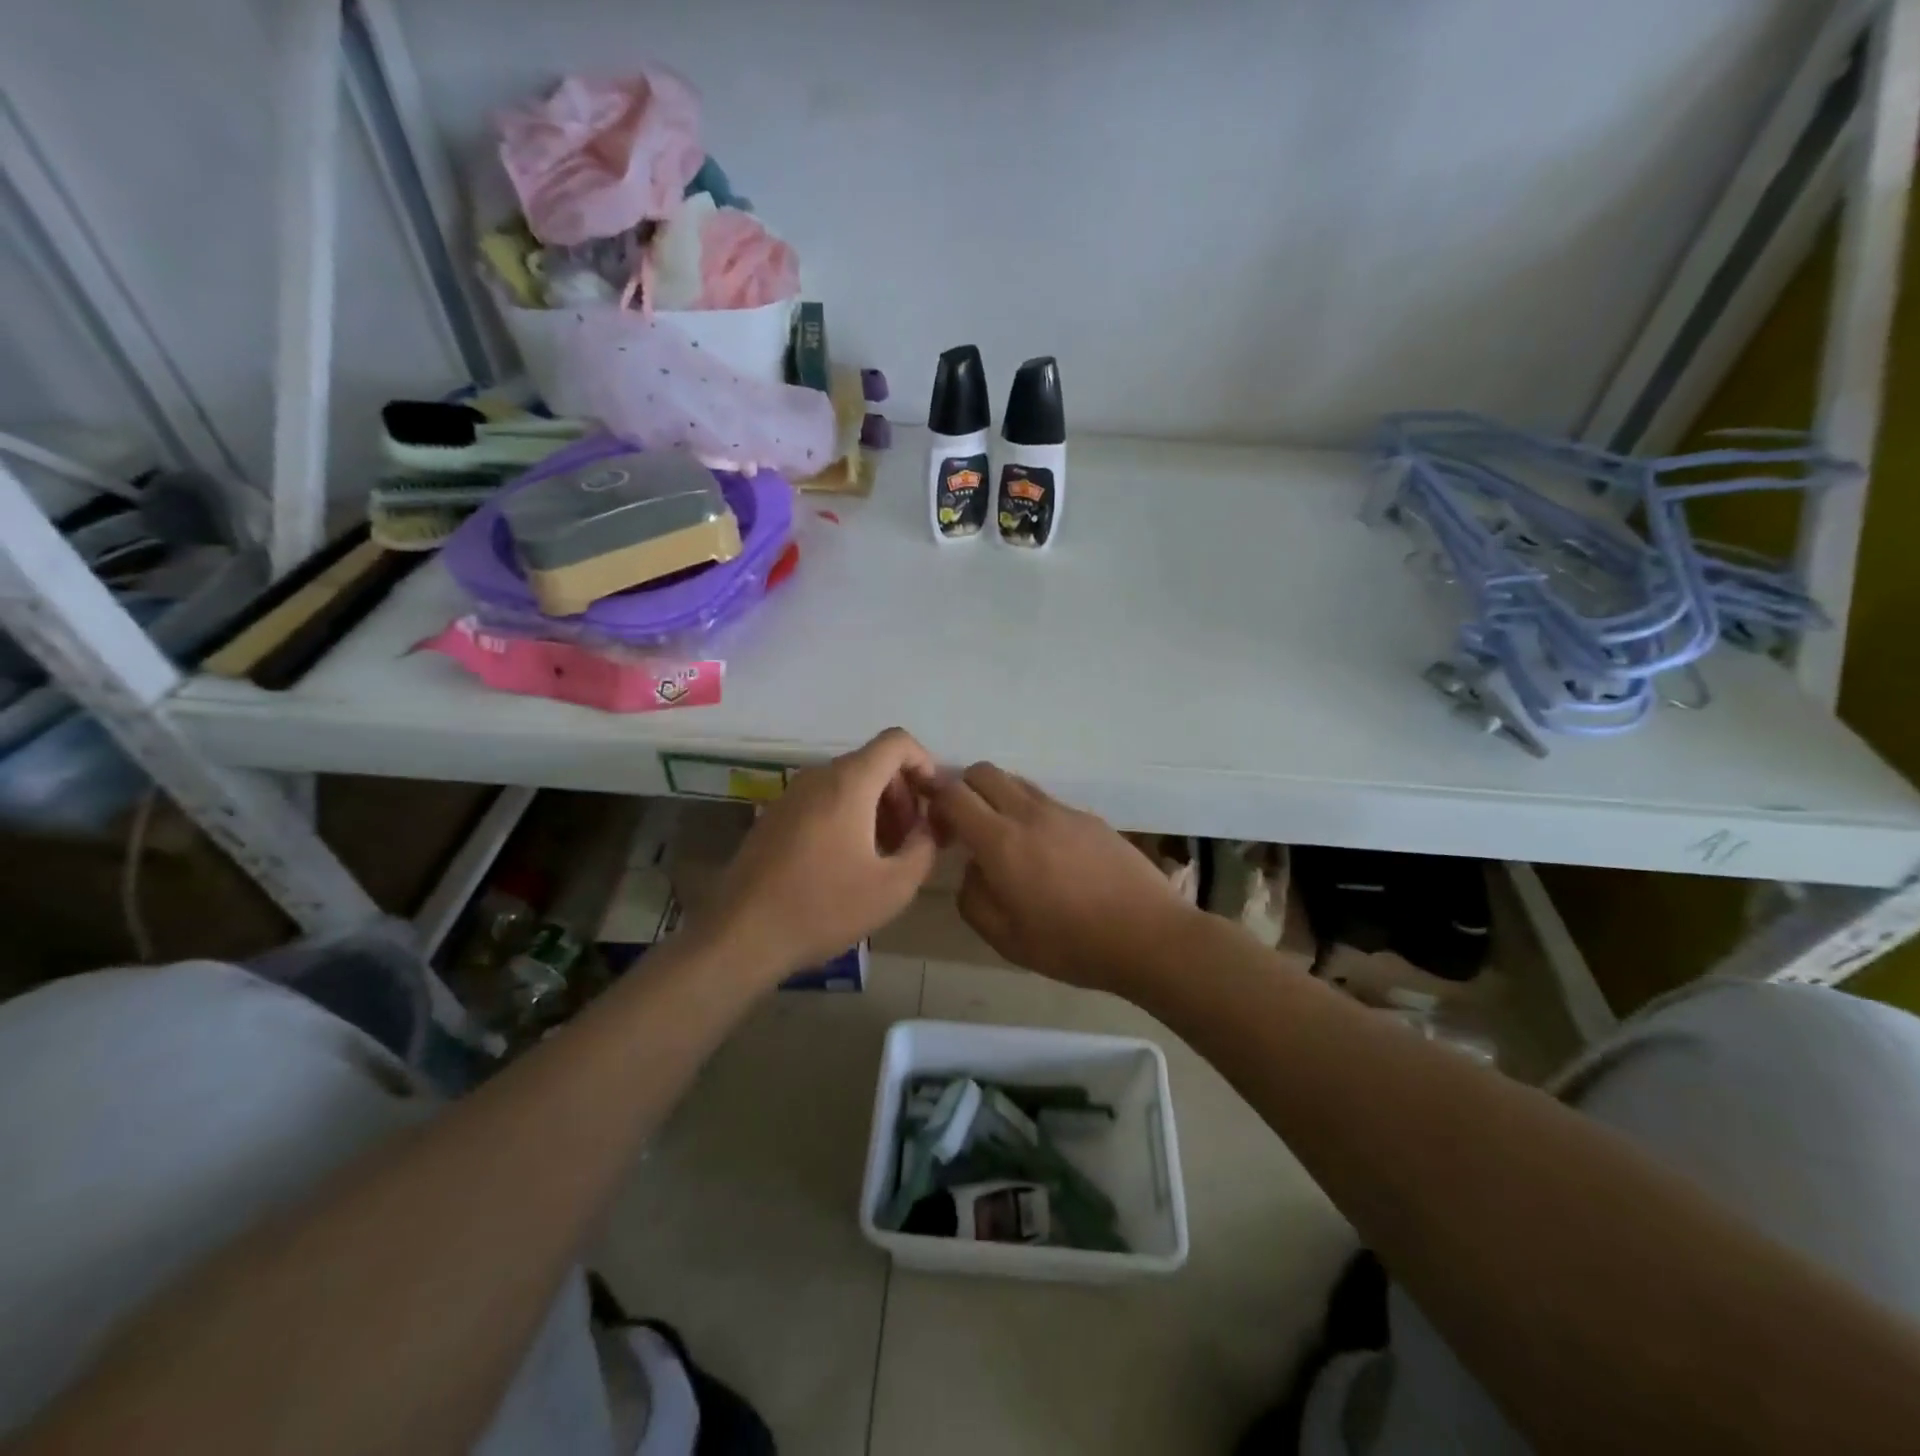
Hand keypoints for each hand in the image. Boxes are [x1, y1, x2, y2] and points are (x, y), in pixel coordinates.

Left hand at [703, 728, 938, 979]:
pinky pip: (823, 800)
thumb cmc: (823, 908)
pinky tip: (849, 863)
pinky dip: (848, 817)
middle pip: (873, 763)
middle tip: (912, 839)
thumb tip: (928, 828)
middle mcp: (818, 777)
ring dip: (877, 808)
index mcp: (849, 783)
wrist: (742, 936)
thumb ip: (923, 847)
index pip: (897, 742)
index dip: (925, 763)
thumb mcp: (894, 886)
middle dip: (903, 793)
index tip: (935, 802)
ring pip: (848, 783)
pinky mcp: (774, 817)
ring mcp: (791, 795)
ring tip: (884, 855)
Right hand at [927, 763, 1197, 990]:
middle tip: (965, 826)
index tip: (934, 823)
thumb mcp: (1005, 938)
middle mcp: (1029, 814)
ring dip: (998, 798)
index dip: (935, 800)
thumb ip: (973, 898)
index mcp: (1001, 841)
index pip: (954, 794)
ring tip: (1006, 839)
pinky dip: (1031, 813)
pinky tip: (1047, 853)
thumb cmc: (1071, 945)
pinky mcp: (1090, 818)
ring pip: (1017, 782)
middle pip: (984, 772)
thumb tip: (974, 868)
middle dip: (964, 789)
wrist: (1149, 935)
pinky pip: (1047, 802)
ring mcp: (1064, 811)